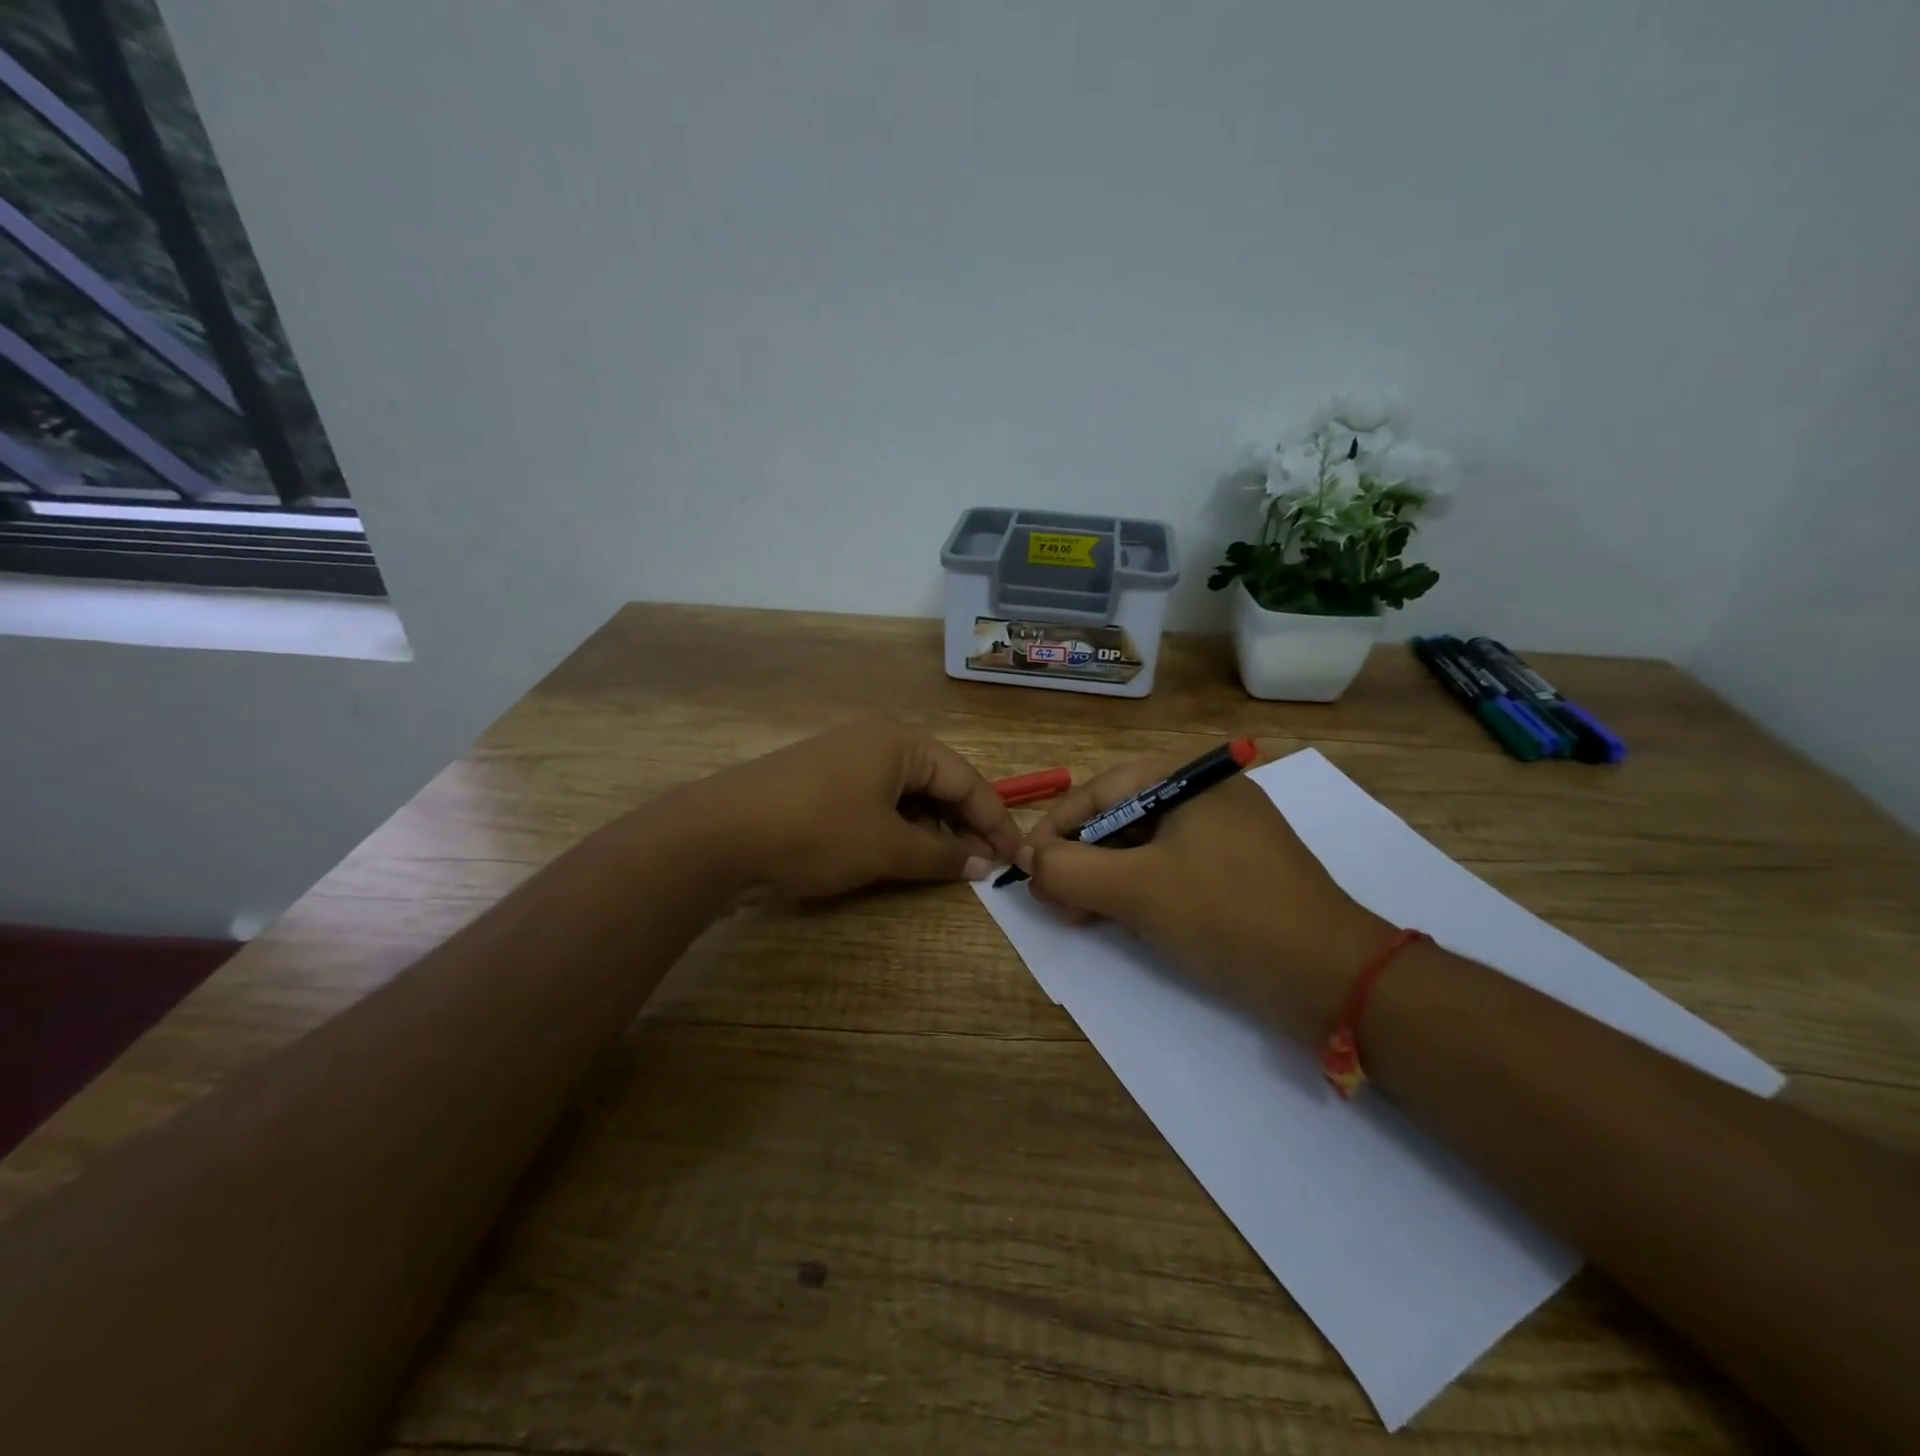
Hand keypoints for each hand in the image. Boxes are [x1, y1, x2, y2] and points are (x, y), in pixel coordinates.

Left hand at [696, 719, 1024, 899]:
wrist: (720, 834)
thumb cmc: (817, 832)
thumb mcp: (887, 848)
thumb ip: (941, 855)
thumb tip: (983, 864)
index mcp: (901, 741)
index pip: (966, 779)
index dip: (994, 820)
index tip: (1018, 856)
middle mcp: (877, 739)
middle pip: (938, 782)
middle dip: (962, 824)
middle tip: (984, 866)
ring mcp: (846, 757)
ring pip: (907, 793)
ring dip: (929, 828)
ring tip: (945, 865)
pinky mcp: (823, 779)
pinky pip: (877, 799)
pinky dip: (897, 826)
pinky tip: (902, 853)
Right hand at [1023, 749, 1392, 1038]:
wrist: (1333, 977)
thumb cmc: (1226, 915)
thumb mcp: (1135, 890)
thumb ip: (1068, 870)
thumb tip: (1026, 859)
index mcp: (1185, 780)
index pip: (1097, 792)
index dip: (1054, 830)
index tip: (1025, 868)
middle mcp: (1206, 795)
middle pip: (1120, 818)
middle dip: (1080, 859)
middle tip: (1054, 901)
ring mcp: (1228, 833)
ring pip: (1145, 847)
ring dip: (1106, 879)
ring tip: (1081, 916)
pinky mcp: (1241, 871)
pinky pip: (1174, 869)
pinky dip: (1142, 890)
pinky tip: (1125, 920)